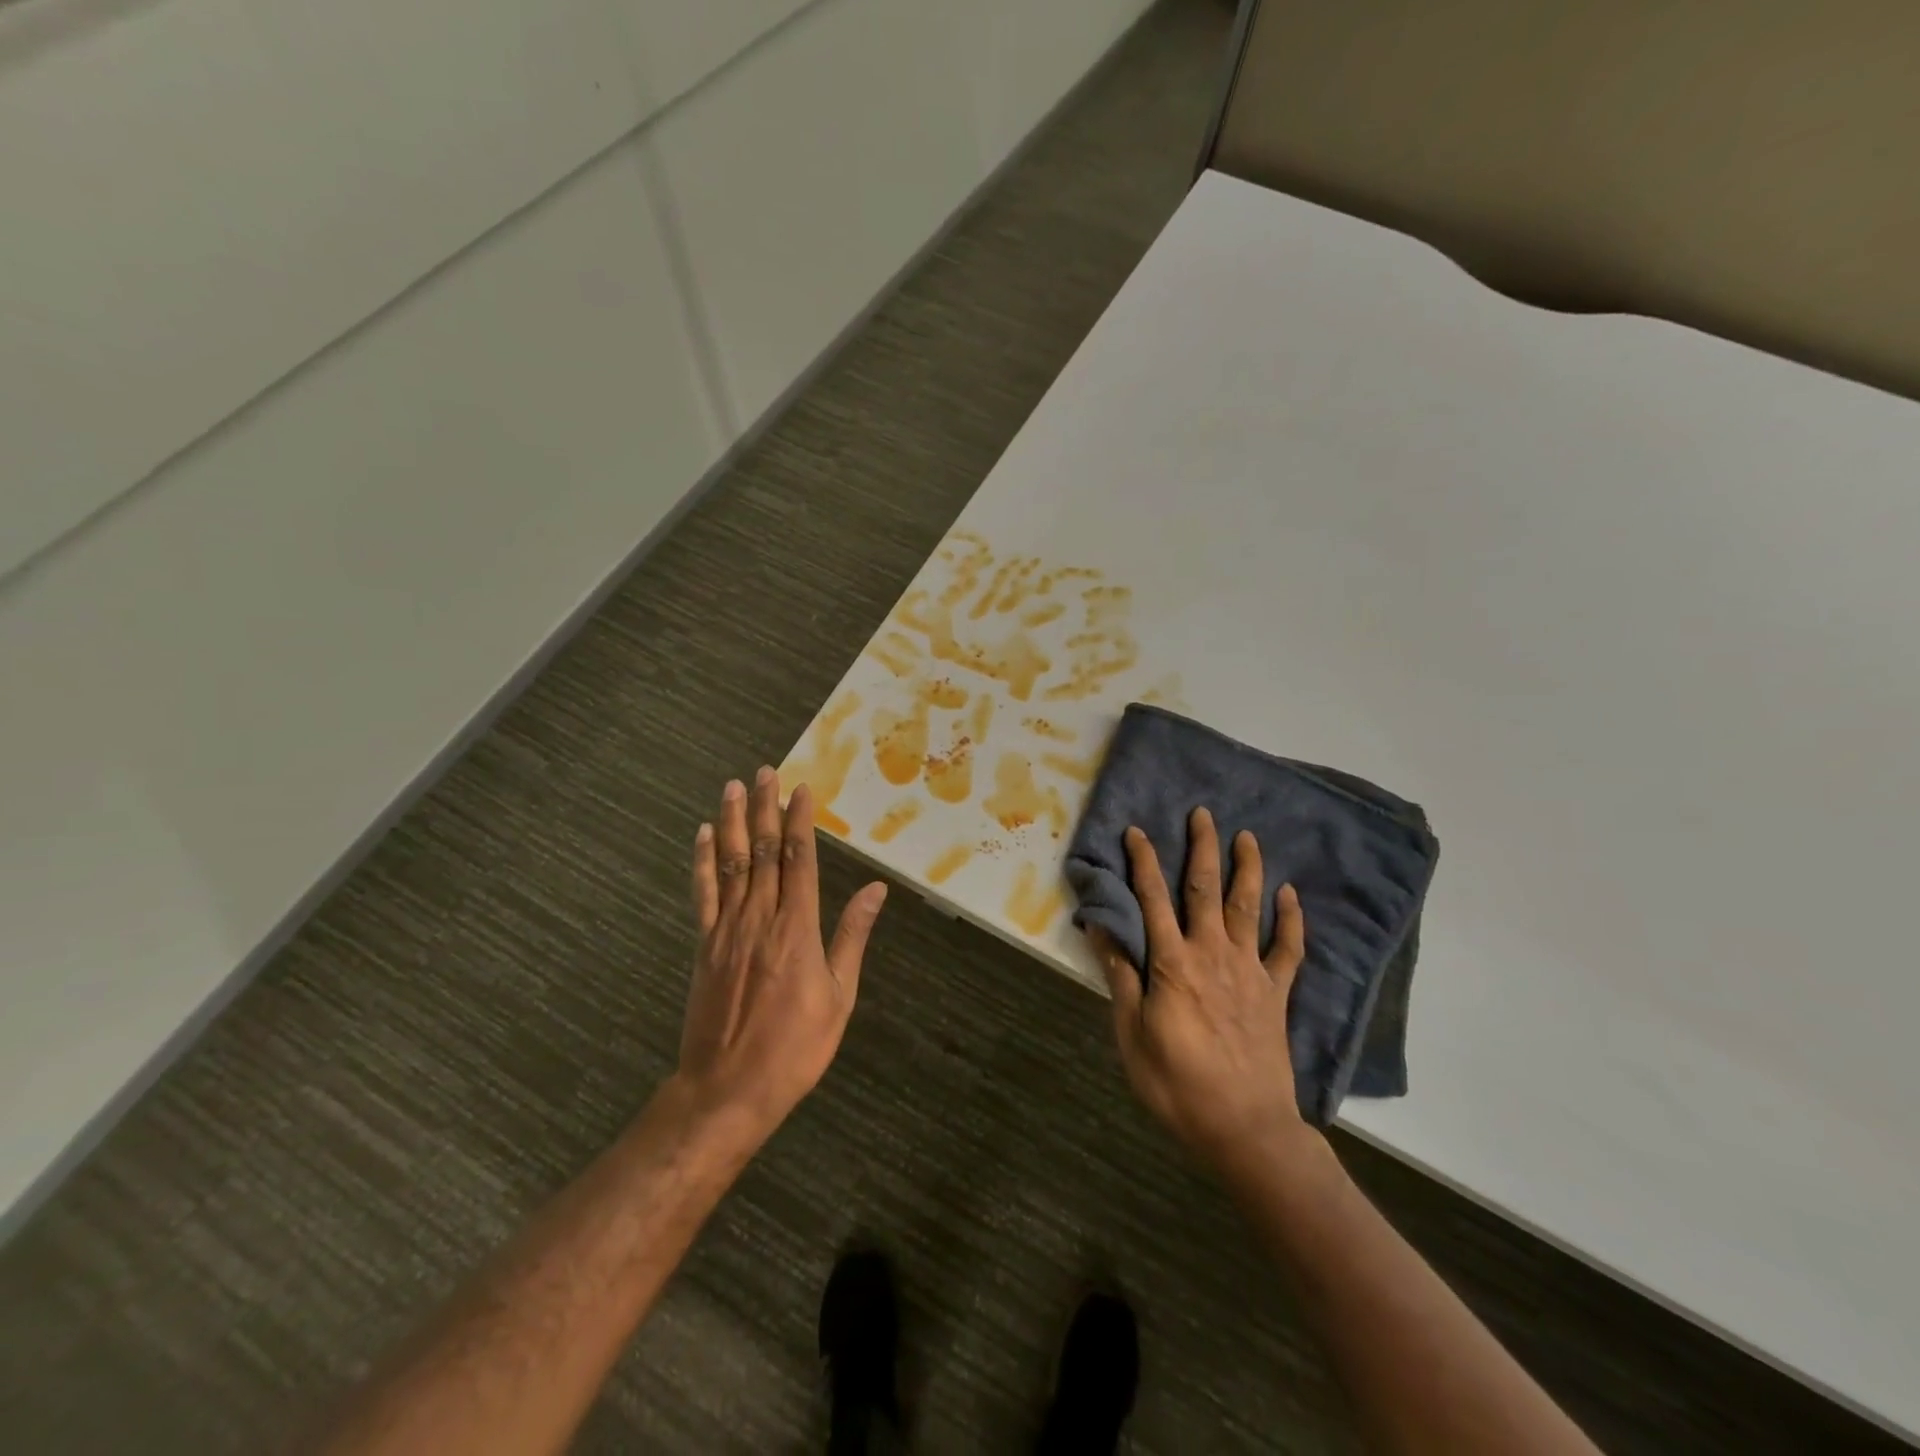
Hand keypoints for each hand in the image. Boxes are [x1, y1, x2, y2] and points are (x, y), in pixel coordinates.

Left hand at [679, 768, 887, 1134]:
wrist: (728, 1089)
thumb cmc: (795, 1047)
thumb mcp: (839, 997)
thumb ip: (852, 937)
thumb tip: (874, 890)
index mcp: (797, 929)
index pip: (799, 860)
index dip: (800, 821)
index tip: (801, 789)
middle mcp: (760, 918)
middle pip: (764, 851)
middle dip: (766, 808)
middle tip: (765, 772)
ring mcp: (726, 929)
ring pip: (732, 863)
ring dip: (734, 822)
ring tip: (734, 788)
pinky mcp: (703, 945)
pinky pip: (703, 894)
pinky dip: (704, 861)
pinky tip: (704, 836)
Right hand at [1087, 808, 1313, 1171]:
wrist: (1246, 1128)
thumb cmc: (1178, 1084)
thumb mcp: (1132, 1035)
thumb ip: (1120, 977)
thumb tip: (1100, 928)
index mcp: (1173, 963)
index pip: (1153, 899)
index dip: (1144, 862)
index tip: (1137, 831)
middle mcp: (1213, 954)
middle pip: (1207, 890)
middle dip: (1203, 849)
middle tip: (1203, 813)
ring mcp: (1250, 971)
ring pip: (1249, 908)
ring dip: (1248, 869)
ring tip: (1248, 836)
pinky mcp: (1276, 993)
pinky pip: (1288, 949)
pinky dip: (1291, 920)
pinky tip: (1290, 895)